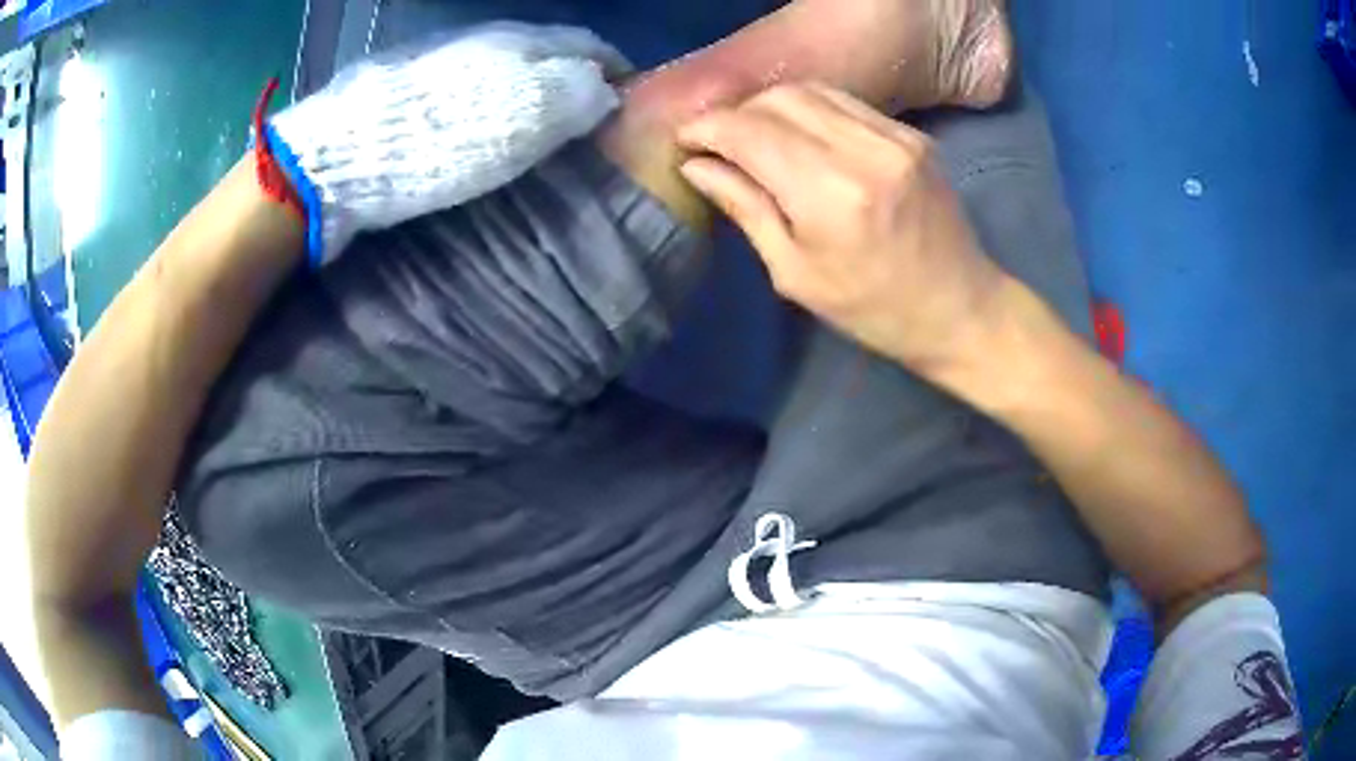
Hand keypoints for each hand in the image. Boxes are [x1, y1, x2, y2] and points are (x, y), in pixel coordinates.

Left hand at [270, 22, 631, 265]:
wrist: (342, 155)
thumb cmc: (438, 139)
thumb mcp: (520, 118)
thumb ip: (572, 94)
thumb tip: (602, 88)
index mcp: (518, 41)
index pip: (585, 44)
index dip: (612, 69)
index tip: (628, 101)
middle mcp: (483, 40)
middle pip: (545, 52)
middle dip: (573, 79)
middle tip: (589, 119)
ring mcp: (442, 59)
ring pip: (506, 67)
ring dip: (532, 91)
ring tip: (543, 127)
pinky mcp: (409, 85)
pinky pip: (469, 85)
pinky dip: (491, 103)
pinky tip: (486, 127)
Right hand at [675, 83, 1010, 375]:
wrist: (961, 308)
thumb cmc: (873, 310)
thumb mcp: (796, 274)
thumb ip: (746, 208)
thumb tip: (697, 167)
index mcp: (830, 195)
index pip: (749, 131)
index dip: (706, 128)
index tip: (685, 141)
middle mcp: (864, 151)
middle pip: (777, 99)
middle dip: (736, 114)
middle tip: (720, 144)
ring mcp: (895, 136)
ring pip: (810, 90)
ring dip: (770, 106)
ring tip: (756, 137)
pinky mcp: (912, 134)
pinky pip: (844, 101)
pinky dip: (810, 110)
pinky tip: (801, 137)